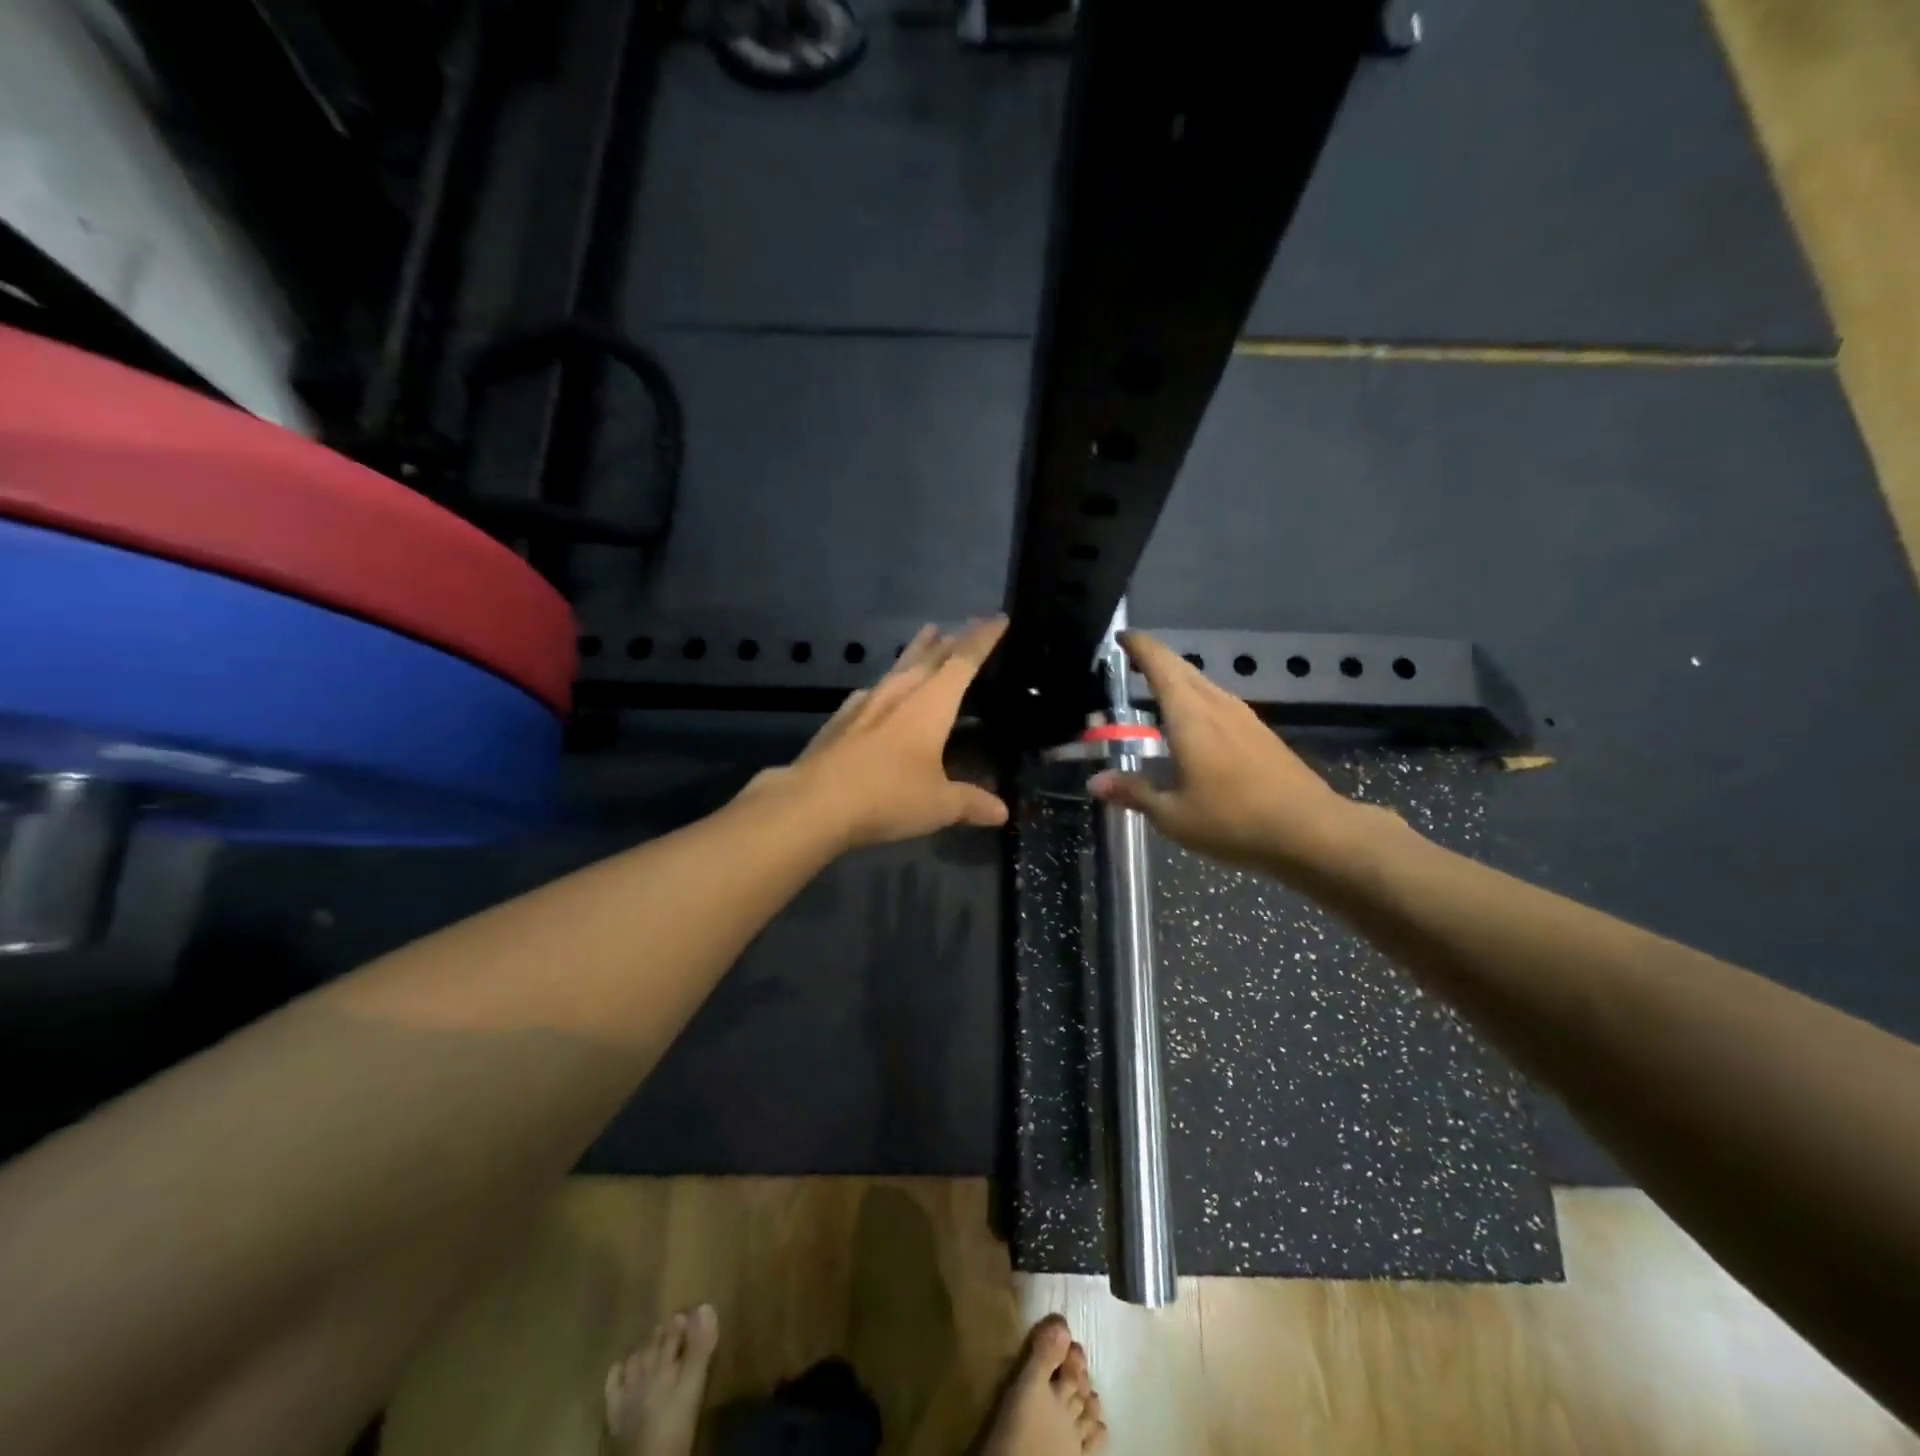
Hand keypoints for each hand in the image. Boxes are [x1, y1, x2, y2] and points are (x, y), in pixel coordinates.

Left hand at [747, 618, 1010, 850]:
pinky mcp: (840, 719)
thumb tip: (1002, 813)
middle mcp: (899, 693)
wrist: (813, 803)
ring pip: (898, 666)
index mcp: (930, 704)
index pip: (963, 661)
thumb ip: (971, 802)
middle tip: (964, 628)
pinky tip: (880, 689)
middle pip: (930, 657)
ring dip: (917, 650)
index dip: (982, 639)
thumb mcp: (938, 805)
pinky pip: (872, 689)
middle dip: (951, 640)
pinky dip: (887, 682)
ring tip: (928, 636)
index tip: (998, 618)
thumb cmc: (887, 797)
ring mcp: (865, 703)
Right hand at [1090, 631, 1375, 877]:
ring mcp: (1243, 717)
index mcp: (1190, 715)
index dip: (1139, 646)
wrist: (1310, 831)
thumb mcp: (1173, 815)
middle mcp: (1217, 705)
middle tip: (1130, 663)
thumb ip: (1134, 792)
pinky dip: (1196, 701)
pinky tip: (1191, 725)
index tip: (1121, 637)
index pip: (1160, 664)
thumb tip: (1096, 782)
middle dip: (1155, 660)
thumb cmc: (1233, 820)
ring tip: (1155, 692)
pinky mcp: (1260, 733)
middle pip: (1183, 669)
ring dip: (1178, 681)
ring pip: (1203, 684)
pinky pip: (1218, 702)